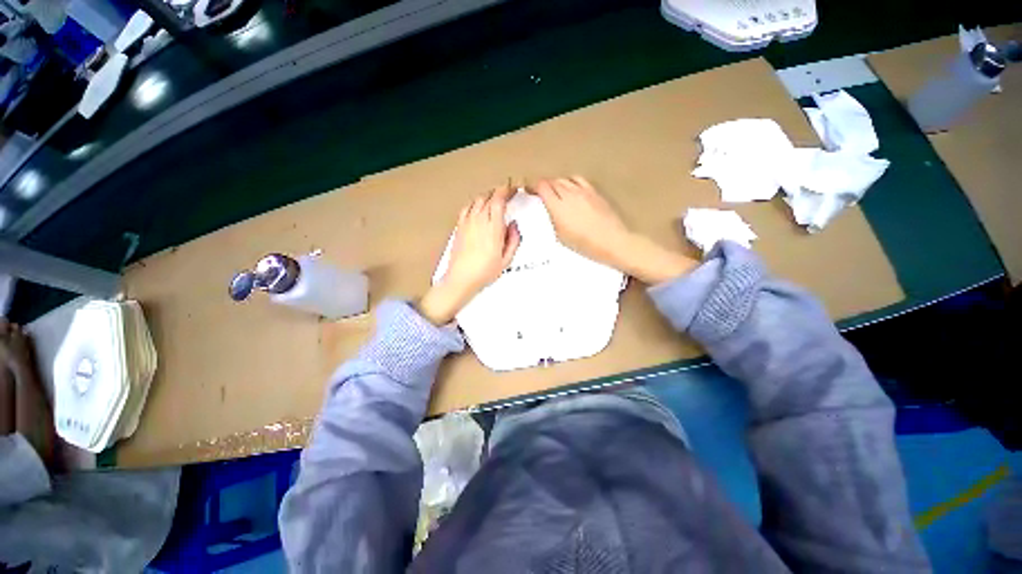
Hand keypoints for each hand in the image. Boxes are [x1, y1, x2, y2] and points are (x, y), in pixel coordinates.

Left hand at [420, 185, 521, 324]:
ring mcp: (467, 223)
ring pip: (477, 200)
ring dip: (487, 197)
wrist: (461, 279)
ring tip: (494, 201)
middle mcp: (479, 221)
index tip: (512, 189)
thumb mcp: (506, 260)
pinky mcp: (459, 227)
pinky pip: (466, 208)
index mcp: (493, 228)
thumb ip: (514, 240)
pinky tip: (478, 209)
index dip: (506, 190)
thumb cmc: (484, 272)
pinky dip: (474, 204)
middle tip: (506, 194)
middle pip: (488, 196)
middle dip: (498, 192)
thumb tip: (514, 226)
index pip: (499, 200)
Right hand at [531, 176, 695, 283]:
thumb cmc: (585, 244)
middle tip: (539, 192)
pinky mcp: (594, 191)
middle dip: (543, 185)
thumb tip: (549, 210)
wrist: (612, 241)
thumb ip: (553, 218)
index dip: (533, 186)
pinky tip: (571, 189)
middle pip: (552, 181)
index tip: (529, 190)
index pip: (541, 186)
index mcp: (558, 206)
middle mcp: (569, 194)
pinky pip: (579, 180)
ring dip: (557, 183)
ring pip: (565, 179)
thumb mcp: (561, 236)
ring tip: (554, 191)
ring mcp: (583, 191)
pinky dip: (571, 182)